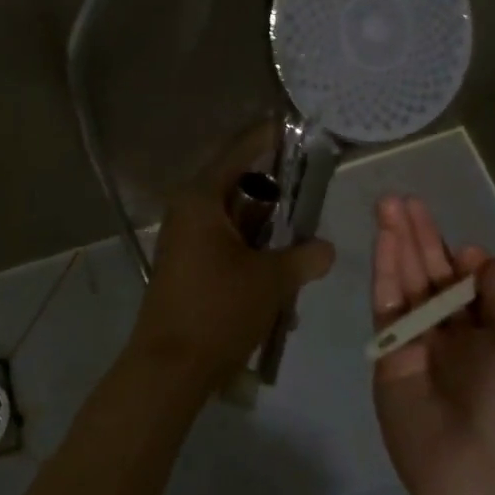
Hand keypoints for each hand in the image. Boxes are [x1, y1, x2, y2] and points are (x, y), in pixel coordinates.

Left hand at [129, 125, 334, 391]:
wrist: (169, 368)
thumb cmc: (218, 311)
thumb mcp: (271, 281)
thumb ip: (303, 257)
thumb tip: (326, 248)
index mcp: (202, 200)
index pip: (238, 153)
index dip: (265, 138)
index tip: (290, 126)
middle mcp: (189, 212)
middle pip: (238, 187)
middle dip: (275, 193)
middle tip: (310, 191)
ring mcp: (185, 240)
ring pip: (234, 220)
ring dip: (266, 231)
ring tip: (302, 240)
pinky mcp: (187, 266)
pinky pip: (225, 246)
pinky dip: (251, 254)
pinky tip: (281, 277)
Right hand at [371, 196, 494, 494]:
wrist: (491, 483)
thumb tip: (474, 257)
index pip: (470, 284)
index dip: (458, 255)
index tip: (450, 237)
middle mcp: (457, 338)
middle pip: (433, 275)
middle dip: (420, 236)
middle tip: (401, 198)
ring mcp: (421, 346)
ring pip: (407, 283)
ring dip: (397, 243)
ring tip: (388, 204)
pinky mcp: (389, 357)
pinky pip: (387, 306)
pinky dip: (386, 271)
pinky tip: (385, 239)